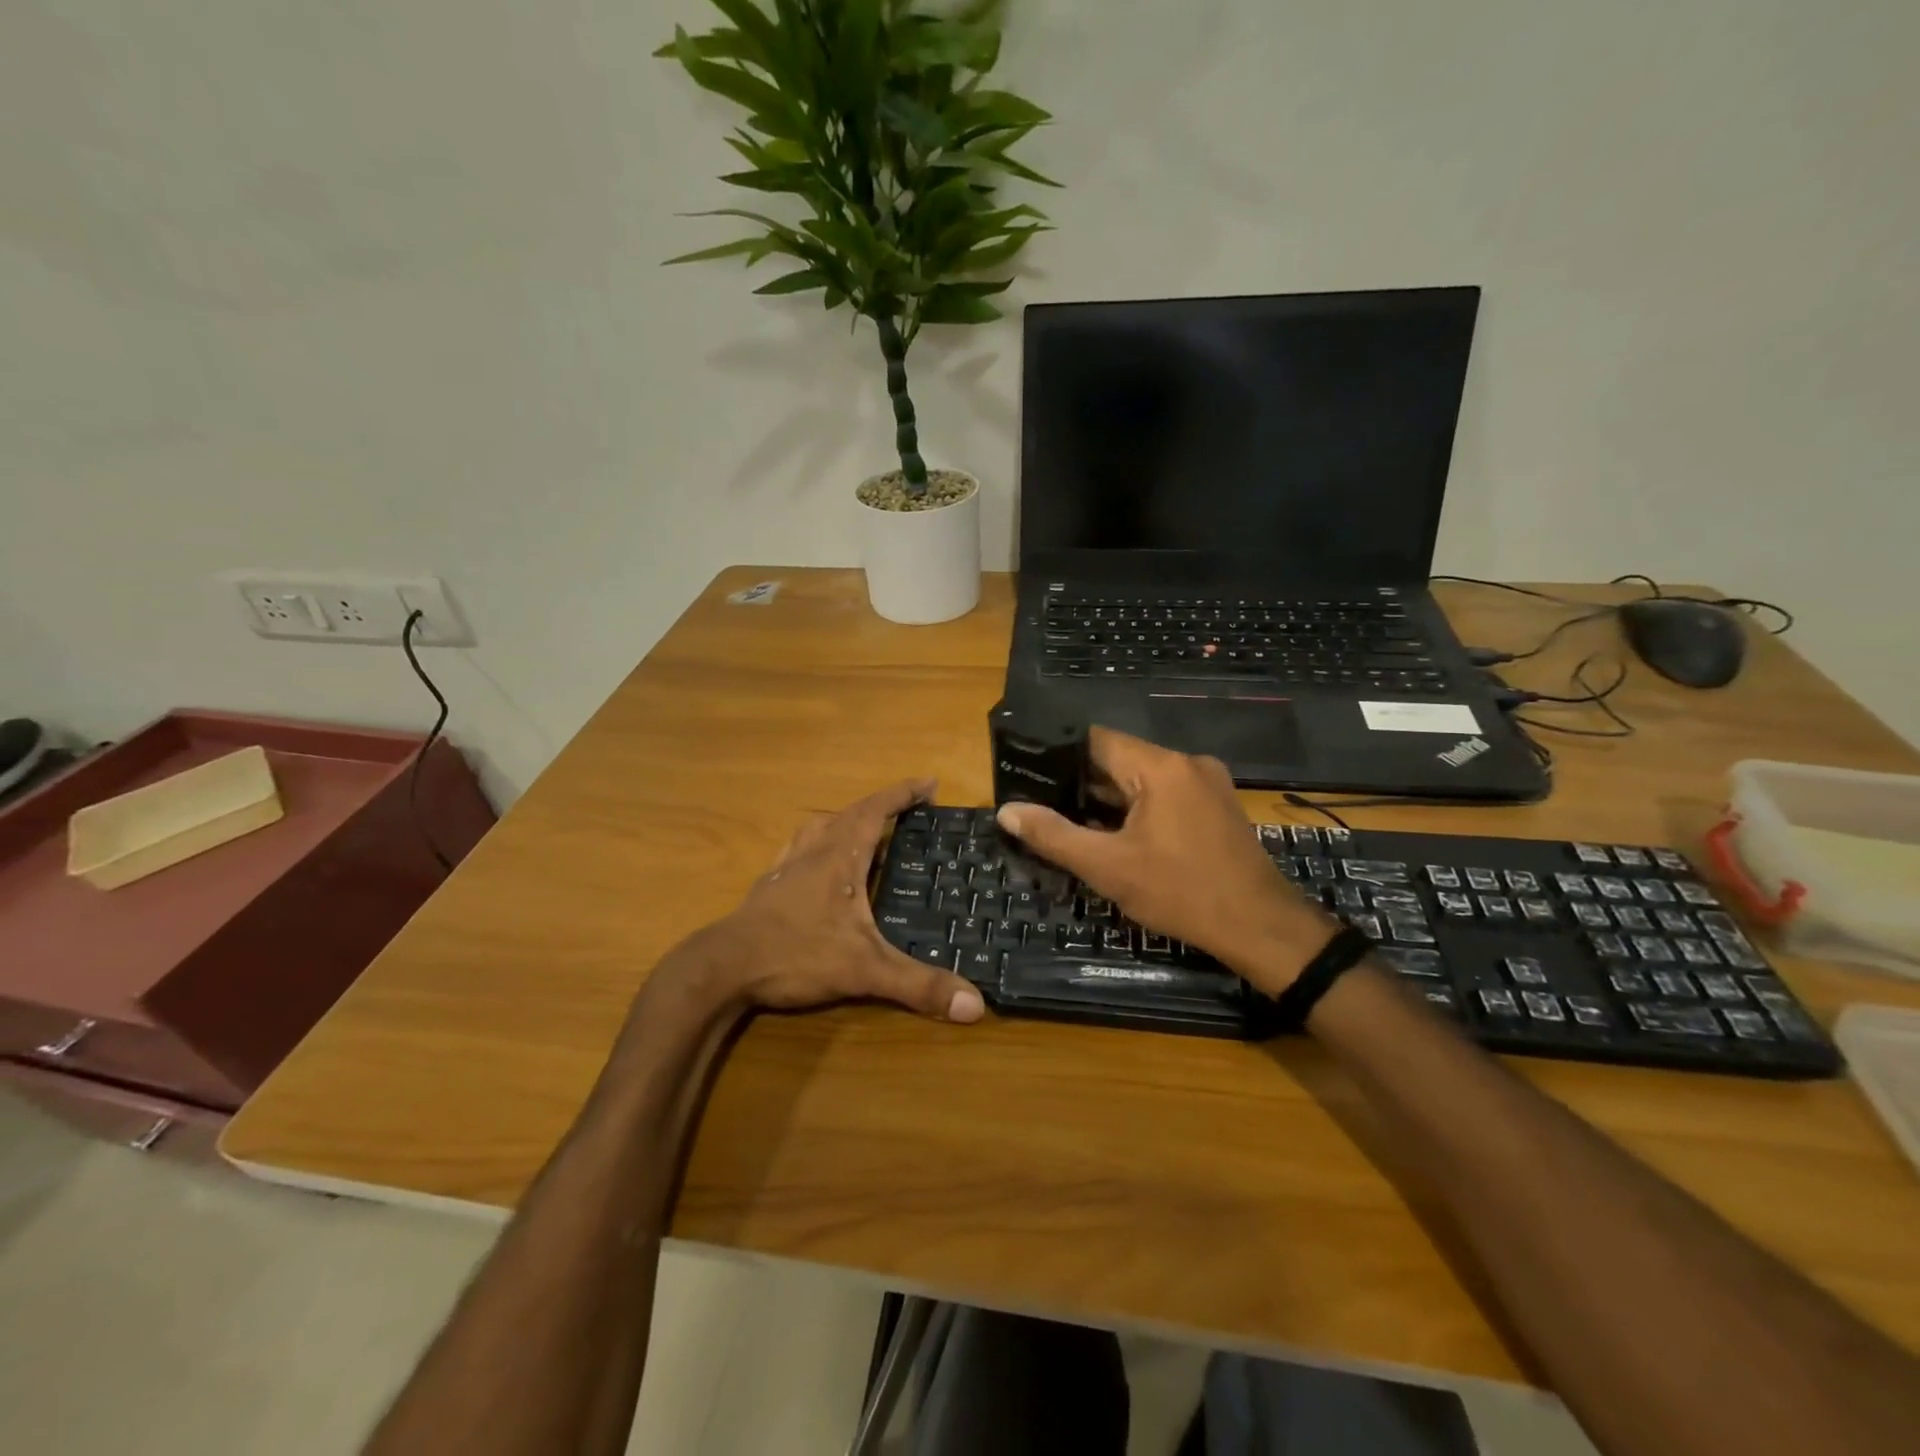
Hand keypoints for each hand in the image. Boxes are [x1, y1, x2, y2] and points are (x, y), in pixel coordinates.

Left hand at [670, 779, 985, 1023]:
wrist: (723, 968)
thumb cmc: (796, 954)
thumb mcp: (864, 970)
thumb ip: (918, 985)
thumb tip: (976, 1005)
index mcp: (840, 857)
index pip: (876, 810)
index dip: (904, 794)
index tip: (930, 783)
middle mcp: (813, 851)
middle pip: (851, 812)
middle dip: (883, 804)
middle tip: (909, 808)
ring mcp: (786, 867)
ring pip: (820, 827)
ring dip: (847, 819)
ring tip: (867, 828)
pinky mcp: (769, 886)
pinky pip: (798, 848)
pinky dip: (817, 842)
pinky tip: (815, 860)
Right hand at [995, 729, 1334, 993]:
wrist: (1261, 927)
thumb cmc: (1180, 892)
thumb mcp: (1108, 867)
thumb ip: (1053, 835)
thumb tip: (1008, 811)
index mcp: (1160, 766)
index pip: (1095, 740)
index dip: (1058, 756)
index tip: (1029, 776)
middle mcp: (1186, 762)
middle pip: (1119, 759)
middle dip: (1081, 783)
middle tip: (1043, 806)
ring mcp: (1207, 783)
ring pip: (1141, 779)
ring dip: (1109, 799)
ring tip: (1072, 822)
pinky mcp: (1216, 805)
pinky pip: (1164, 794)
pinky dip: (1137, 809)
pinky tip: (1117, 836)